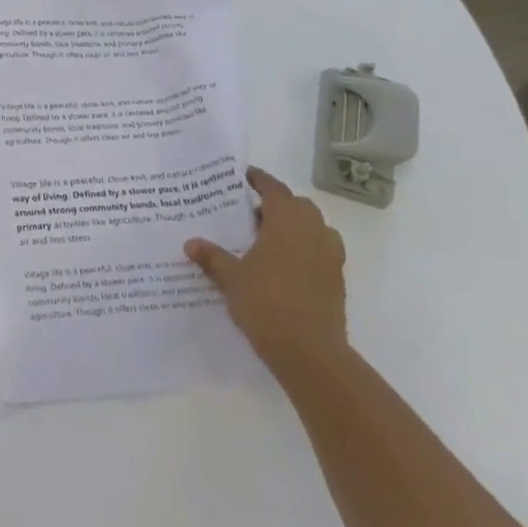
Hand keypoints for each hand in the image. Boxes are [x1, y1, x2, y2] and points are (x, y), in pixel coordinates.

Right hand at [185, 166, 346, 374]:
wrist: (309, 351)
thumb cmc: (266, 303)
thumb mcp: (230, 279)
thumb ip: (212, 257)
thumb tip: (191, 243)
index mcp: (287, 224)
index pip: (275, 190)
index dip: (260, 180)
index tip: (245, 175)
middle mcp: (313, 233)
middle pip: (299, 206)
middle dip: (278, 203)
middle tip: (251, 212)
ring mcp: (330, 257)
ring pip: (315, 228)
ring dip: (296, 225)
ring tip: (269, 237)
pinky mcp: (336, 280)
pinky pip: (322, 251)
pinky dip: (306, 248)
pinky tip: (285, 265)